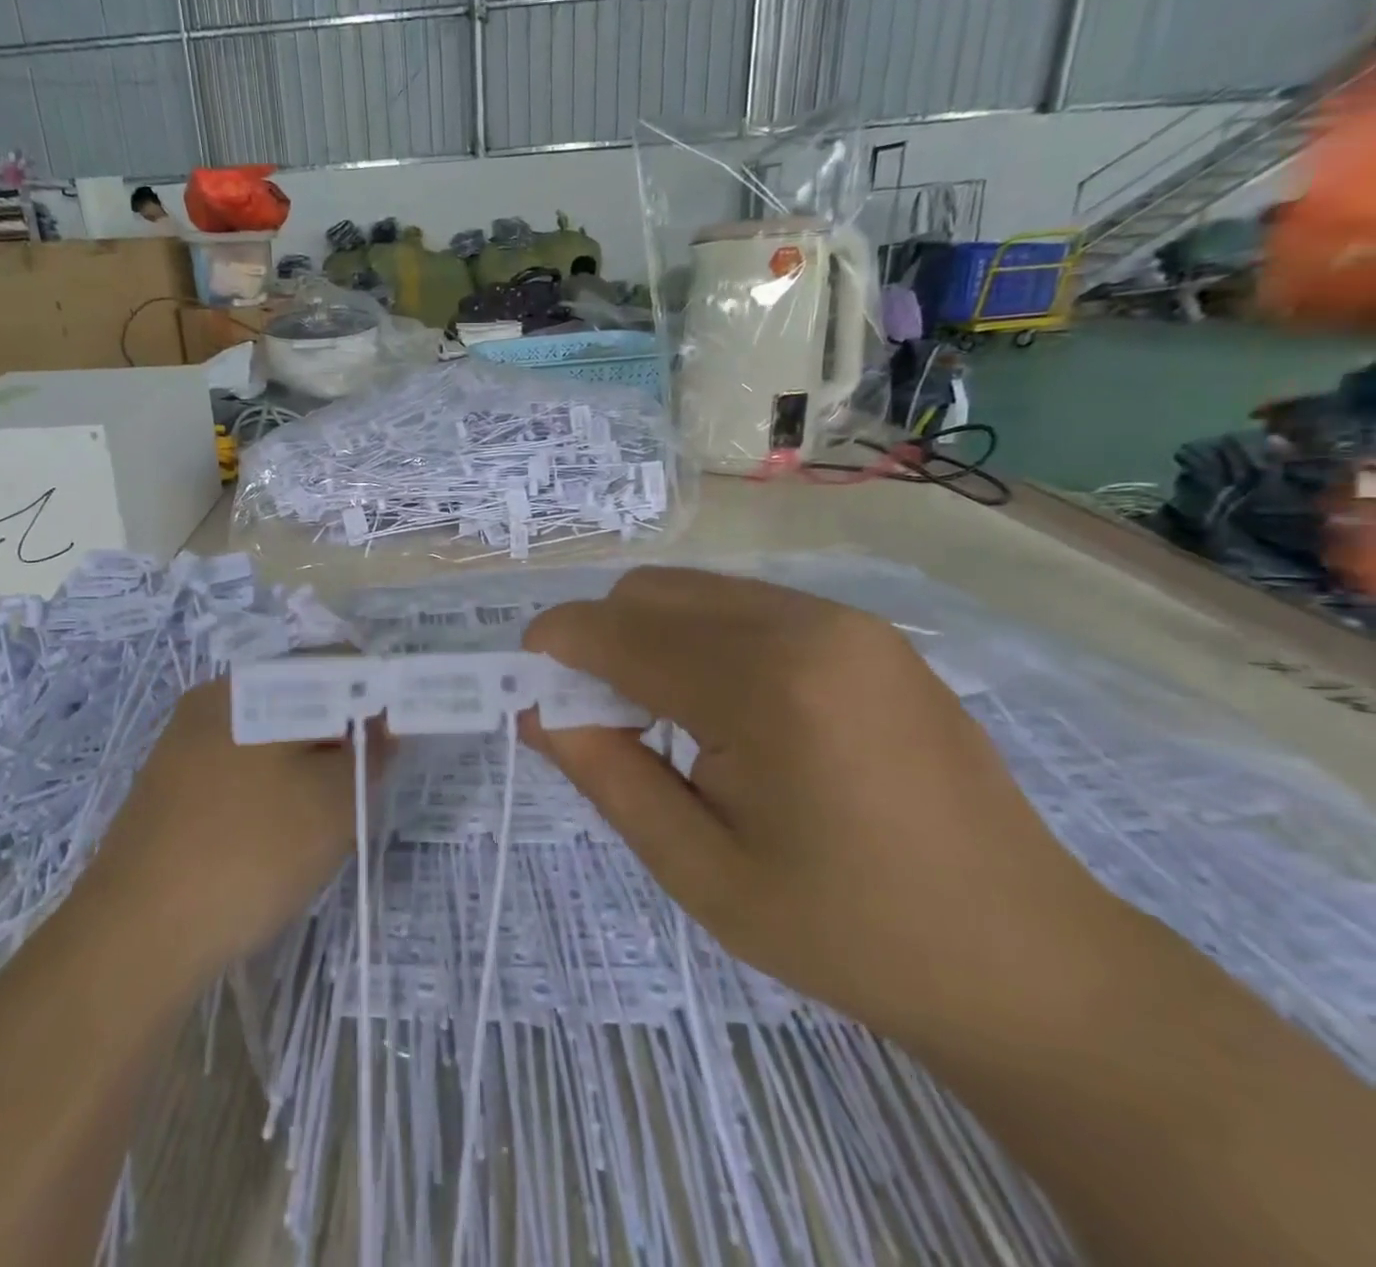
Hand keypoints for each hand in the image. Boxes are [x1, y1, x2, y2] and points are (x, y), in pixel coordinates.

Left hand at [80, 679, 378, 983]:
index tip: (394, 741)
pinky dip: (272, 789)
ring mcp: (184, 745)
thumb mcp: (332, 802)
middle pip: (300, 698)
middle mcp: (212, 702)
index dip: (375, 696)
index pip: (333, 666)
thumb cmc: (248, 854)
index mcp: (250, 687)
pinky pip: (239, 769)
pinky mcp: (171, 788)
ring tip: (321, 819)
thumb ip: (368, 755)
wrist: (133, 940)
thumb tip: (379, 727)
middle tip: (359, 787)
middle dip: (340, 735)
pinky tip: (276, 836)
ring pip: (270, 738)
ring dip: (308, 765)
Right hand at [522, 567, 1124, 1044]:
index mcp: (764, 687)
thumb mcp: (698, 870)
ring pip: (695, 591)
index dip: (553, 649)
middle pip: (650, 592)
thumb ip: (605, 774)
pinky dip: (701, 638)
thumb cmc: (845, 931)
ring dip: (649, 638)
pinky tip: (725, 711)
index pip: (616, 631)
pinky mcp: (866, 631)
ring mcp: (844, 620)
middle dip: (599, 641)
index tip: (526, 688)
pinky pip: (745, 606)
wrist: (1023, 958)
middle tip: (602, 721)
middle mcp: (804, 625)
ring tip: (666, 721)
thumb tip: (536, 710)